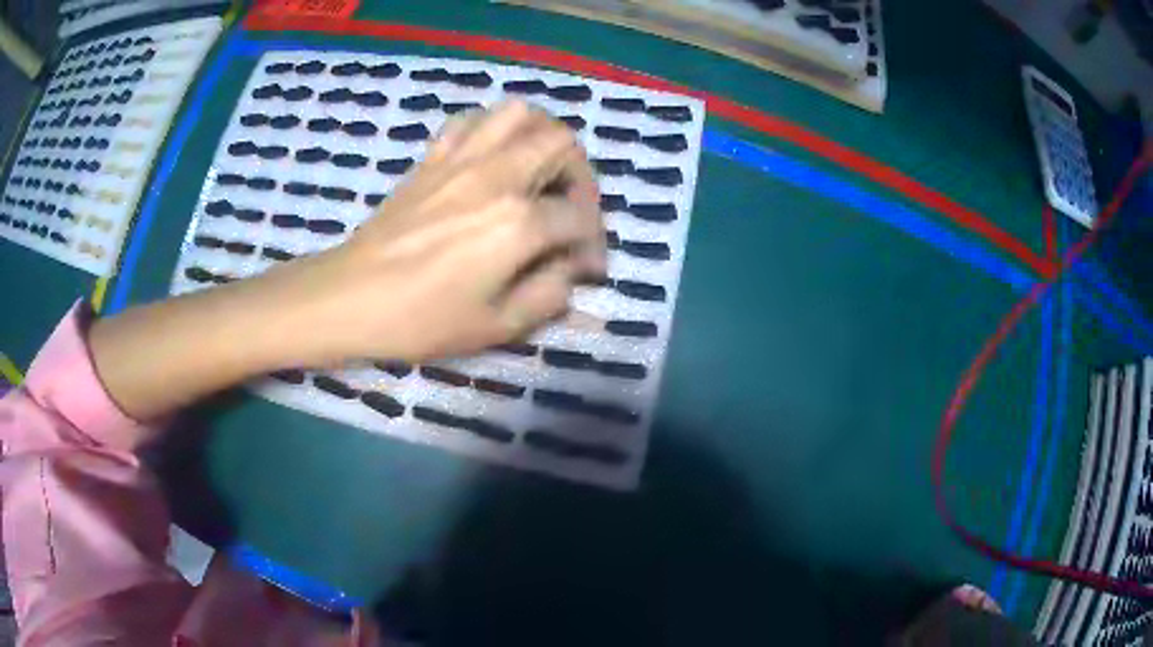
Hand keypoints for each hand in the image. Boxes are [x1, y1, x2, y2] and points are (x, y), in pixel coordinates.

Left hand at [293, 99, 604, 363]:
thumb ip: (549, 295)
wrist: (350, 298)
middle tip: (571, 209)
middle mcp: (497, 176)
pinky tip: (491, 157)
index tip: (587, 268)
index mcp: (517, 223)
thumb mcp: (497, 326)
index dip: (593, 243)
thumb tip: (569, 269)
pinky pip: (471, 121)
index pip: (579, 217)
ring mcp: (461, 159)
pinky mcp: (432, 158)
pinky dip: (492, 130)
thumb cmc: (420, 320)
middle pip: (562, 144)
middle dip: (581, 177)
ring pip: (519, 114)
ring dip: (542, 137)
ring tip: (540, 170)